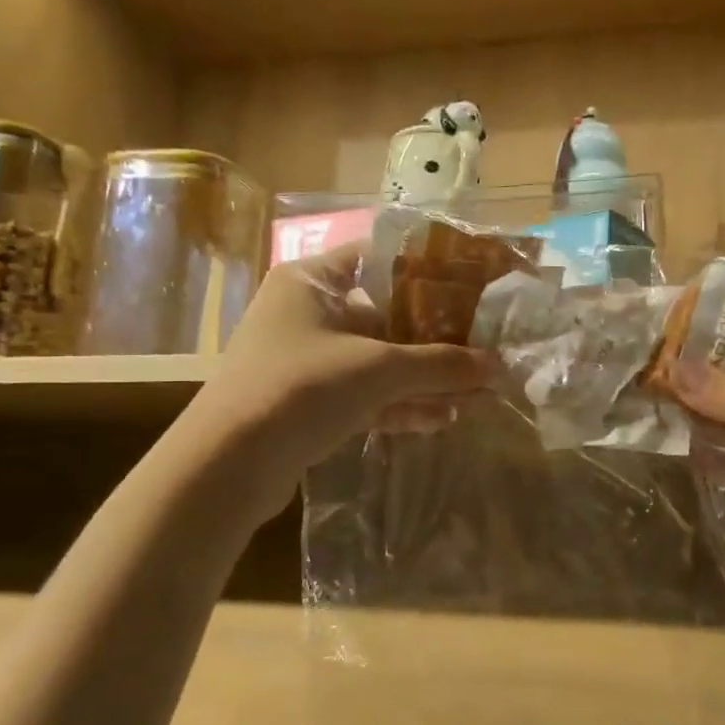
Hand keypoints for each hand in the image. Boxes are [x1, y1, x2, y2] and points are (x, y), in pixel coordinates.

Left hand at [178, 243, 492, 518]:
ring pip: (378, 361)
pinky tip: (443, 418)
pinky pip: (365, 394)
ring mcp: (307, 360)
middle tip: (483, 346)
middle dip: (435, 337)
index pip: (380, 258)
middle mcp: (309, 313)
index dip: (428, 270)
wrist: (228, 465)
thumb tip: (497, 366)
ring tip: (475, 390)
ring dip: (423, 377)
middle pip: (386, 315)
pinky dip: (400, 404)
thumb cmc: (301, 387)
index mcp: (314, 281)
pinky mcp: (309, 403)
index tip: (472, 285)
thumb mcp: (378, 369)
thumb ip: (440, 364)